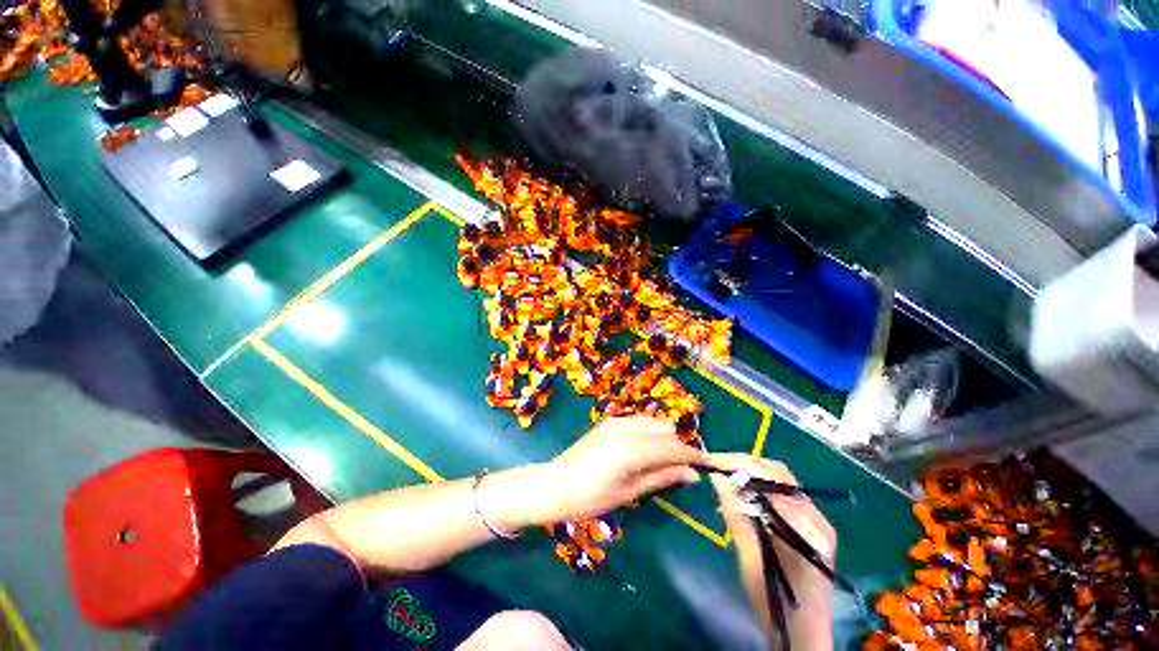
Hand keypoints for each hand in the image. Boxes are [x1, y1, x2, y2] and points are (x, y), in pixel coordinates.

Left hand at [534, 416, 709, 523]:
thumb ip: (662, 478)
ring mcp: (617, 421)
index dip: (694, 456)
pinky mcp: (609, 421)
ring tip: (660, 462)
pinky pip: (638, 422)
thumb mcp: (630, 492)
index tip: (708, 465)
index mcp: (633, 448)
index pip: (674, 447)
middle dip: (677, 447)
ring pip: (653, 422)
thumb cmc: (592, 497)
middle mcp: (627, 428)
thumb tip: (693, 474)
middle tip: (678, 470)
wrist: (556, 484)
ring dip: (663, 438)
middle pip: (666, 430)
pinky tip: (642, 451)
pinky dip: (648, 433)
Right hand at [709, 454, 835, 650]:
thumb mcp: (750, 558)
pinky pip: (784, 495)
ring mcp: (818, 520)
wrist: (803, 633)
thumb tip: (717, 478)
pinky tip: (743, 497)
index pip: (768, 479)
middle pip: (777, 474)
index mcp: (805, 527)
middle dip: (744, 465)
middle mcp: (817, 517)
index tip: (712, 461)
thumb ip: (736, 514)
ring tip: (726, 480)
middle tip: (717, 466)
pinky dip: (761, 489)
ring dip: (752, 475)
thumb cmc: (774, 602)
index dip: (738, 465)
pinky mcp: (814, 526)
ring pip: (780, 481)